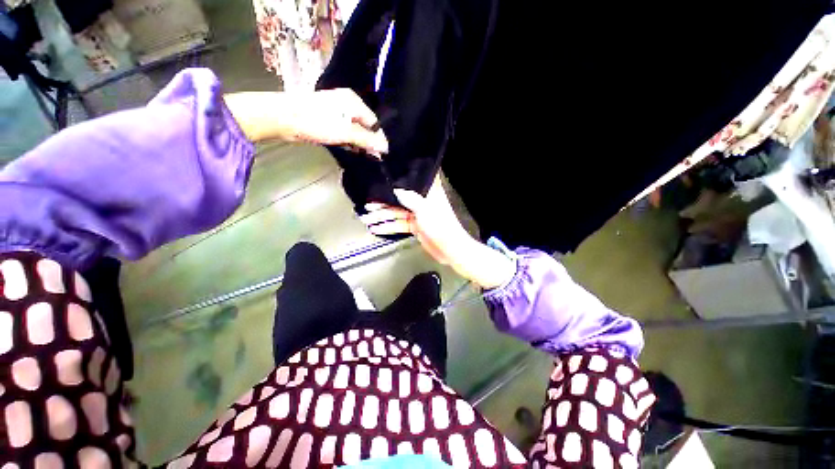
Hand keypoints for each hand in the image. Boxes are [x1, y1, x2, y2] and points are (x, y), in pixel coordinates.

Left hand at [224, 88, 388, 155]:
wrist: (283, 118)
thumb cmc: (316, 122)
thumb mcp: (345, 132)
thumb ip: (366, 140)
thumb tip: (385, 147)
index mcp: (353, 101)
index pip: (373, 122)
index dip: (378, 138)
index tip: (381, 154)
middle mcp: (347, 103)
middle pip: (364, 125)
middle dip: (368, 141)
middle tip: (371, 157)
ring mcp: (336, 110)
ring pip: (354, 129)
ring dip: (358, 142)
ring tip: (360, 154)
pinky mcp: (327, 118)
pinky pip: (344, 131)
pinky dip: (347, 140)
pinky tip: (348, 149)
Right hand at [360, 176, 515, 288]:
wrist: (450, 249)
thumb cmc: (440, 226)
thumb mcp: (425, 210)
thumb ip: (409, 198)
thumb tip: (395, 189)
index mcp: (427, 193)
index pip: (410, 182)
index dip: (397, 180)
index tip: (382, 177)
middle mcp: (421, 201)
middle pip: (399, 199)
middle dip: (382, 203)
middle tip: (366, 205)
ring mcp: (417, 215)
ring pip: (396, 213)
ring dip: (381, 217)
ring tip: (365, 219)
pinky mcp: (414, 227)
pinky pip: (398, 225)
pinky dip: (388, 227)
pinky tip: (375, 229)